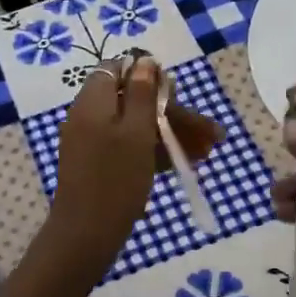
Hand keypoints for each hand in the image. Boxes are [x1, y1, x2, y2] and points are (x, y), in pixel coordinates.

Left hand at [41, 57, 222, 282]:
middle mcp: (90, 116)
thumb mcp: (135, 132)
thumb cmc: (115, 180)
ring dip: (171, 134)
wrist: (85, 236)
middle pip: (135, 100)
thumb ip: (141, 94)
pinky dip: (156, 151)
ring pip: (137, 126)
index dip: (149, 75)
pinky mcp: (99, 165)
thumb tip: (144, 60)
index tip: (177, 93)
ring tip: (206, 152)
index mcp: (94, 101)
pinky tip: (185, 163)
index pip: (118, 69)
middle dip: (173, 114)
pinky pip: (130, 147)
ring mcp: (93, 142)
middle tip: (210, 133)